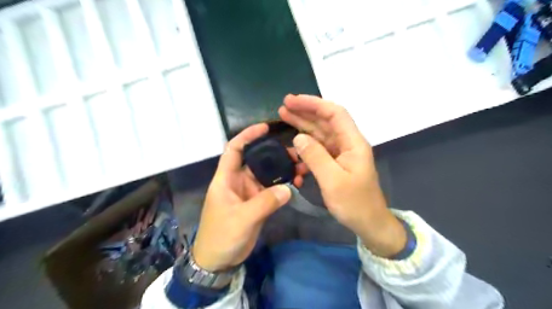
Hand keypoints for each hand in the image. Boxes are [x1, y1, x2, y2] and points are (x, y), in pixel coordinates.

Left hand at [193, 123, 308, 271]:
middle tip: (295, 153)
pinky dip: (282, 186)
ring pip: (266, 174)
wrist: (218, 261)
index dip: (247, 135)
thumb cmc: (221, 236)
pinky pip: (271, 190)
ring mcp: (248, 192)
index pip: (235, 149)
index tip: (265, 127)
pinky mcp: (256, 203)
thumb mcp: (242, 219)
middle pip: (257, 160)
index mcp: (226, 178)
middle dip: (275, 153)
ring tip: (300, 168)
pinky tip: (295, 184)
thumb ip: (265, 202)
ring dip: (282, 170)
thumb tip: (288, 188)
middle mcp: (238, 181)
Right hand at [280, 94, 403, 257]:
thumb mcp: (333, 181)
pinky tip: (292, 151)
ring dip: (302, 126)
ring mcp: (340, 153)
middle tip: (283, 106)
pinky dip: (304, 149)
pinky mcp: (334, 163)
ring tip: (284, 117)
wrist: (368, 223)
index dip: (314, 104)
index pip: (334, 114)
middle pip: (325, 121)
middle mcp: (347, 143)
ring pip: (319, 134)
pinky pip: (318, 150)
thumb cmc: (354, 203)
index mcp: (352, 143)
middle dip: (305, 112)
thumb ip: (315, 157)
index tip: (293, 101)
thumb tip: (298, 138)